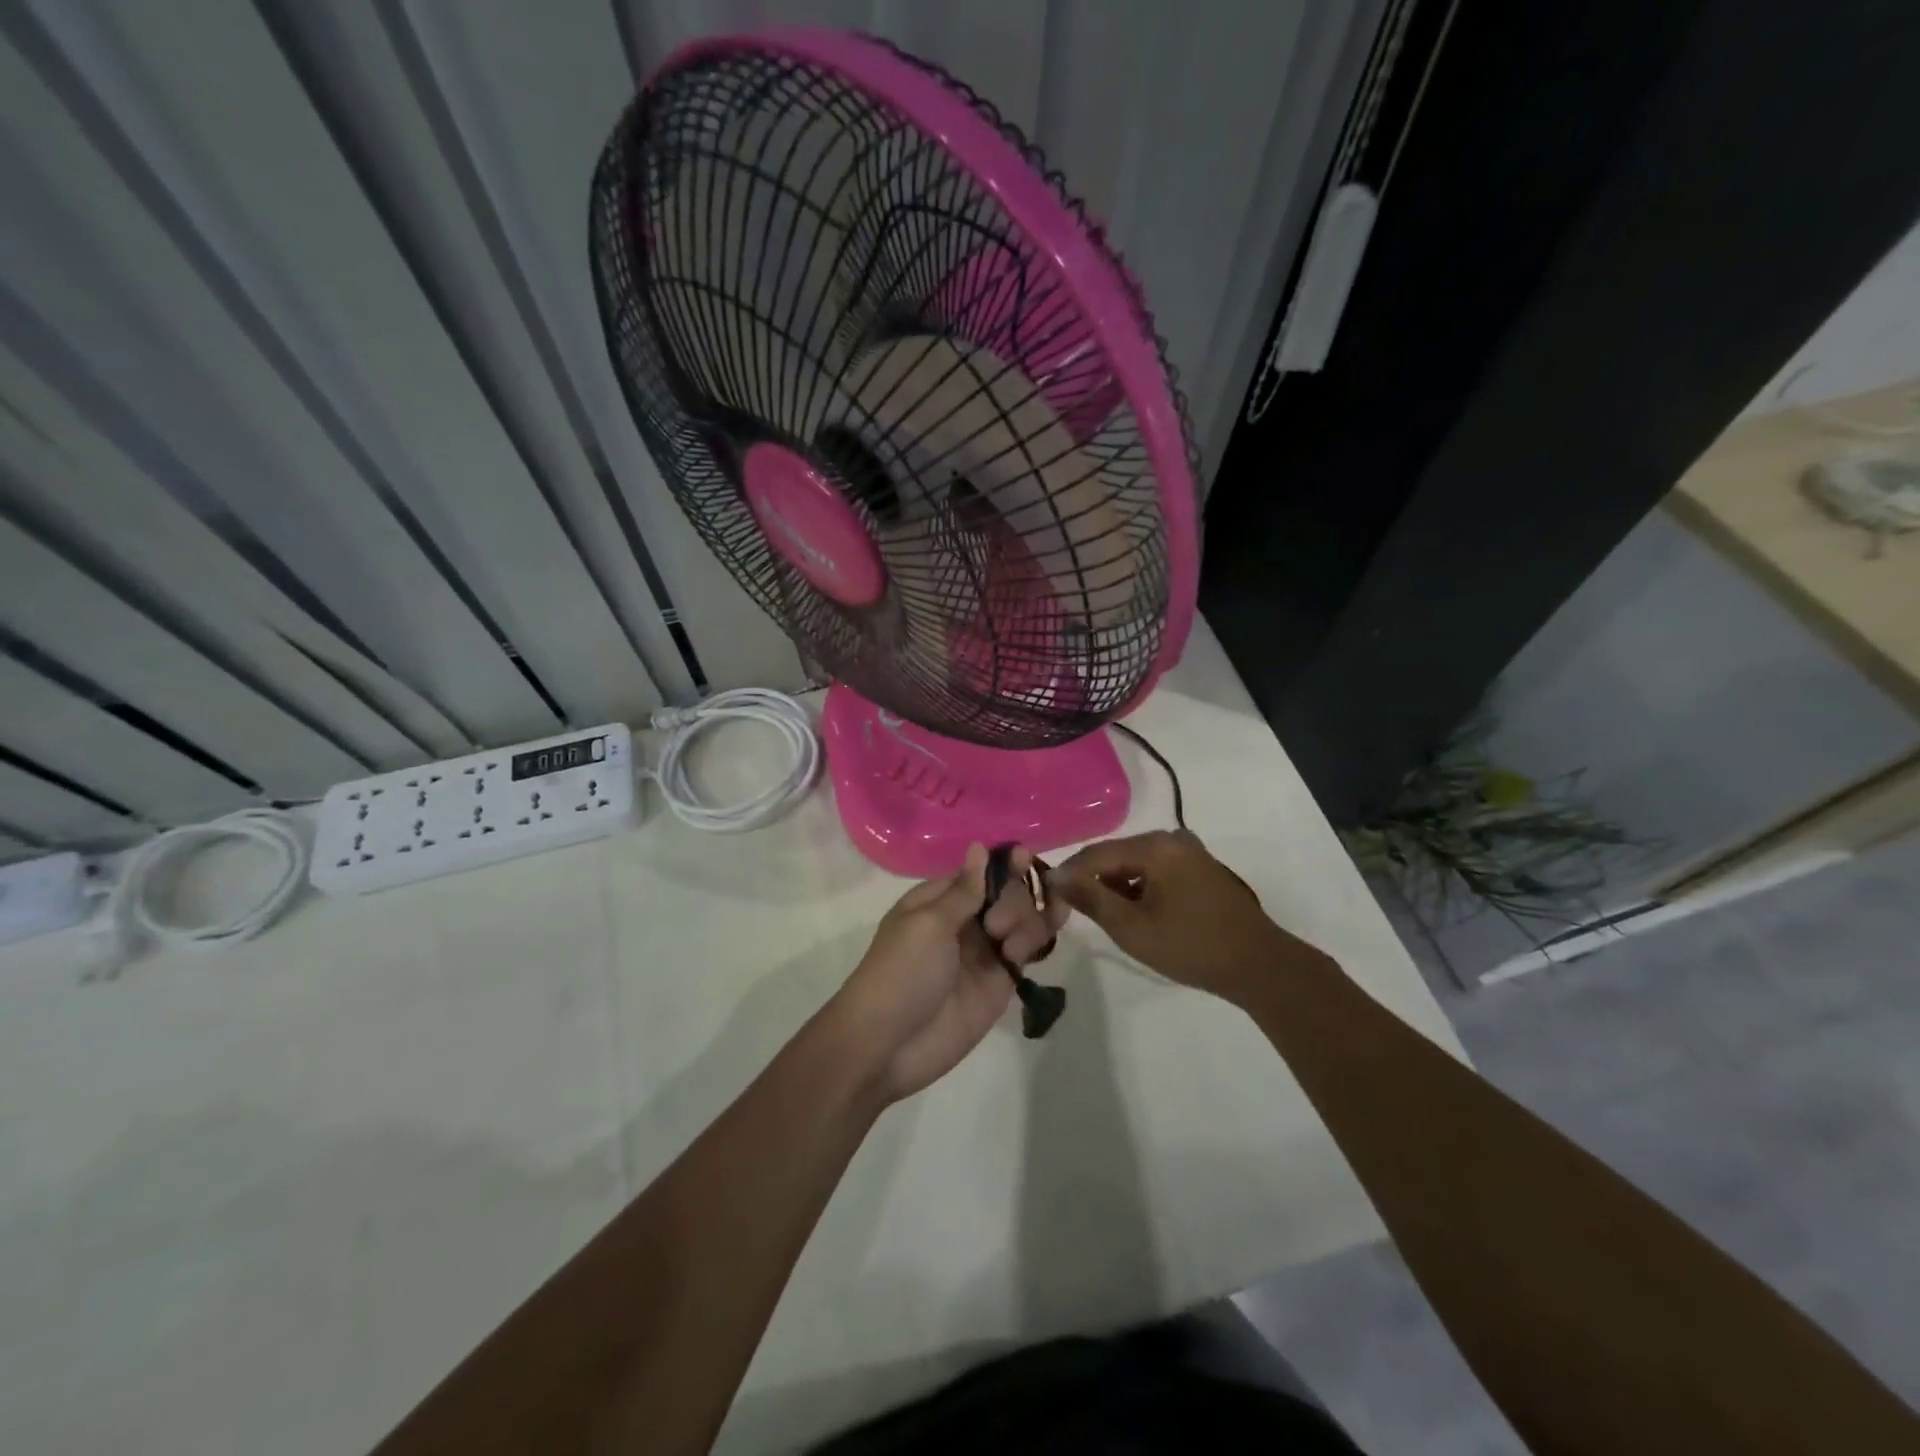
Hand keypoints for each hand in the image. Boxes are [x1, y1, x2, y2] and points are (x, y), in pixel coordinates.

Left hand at [832, 844, 1068, 1101]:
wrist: (887, 1045)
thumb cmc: (901, 972)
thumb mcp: (928, 923)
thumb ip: (964, 889)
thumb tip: (977, 845)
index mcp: (938, 901)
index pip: (980, 872)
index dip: (1004, 864)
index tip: (1025, 857)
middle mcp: (963, 922)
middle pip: (1007, 894)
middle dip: (1013, 900)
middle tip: (994, 927)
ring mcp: (983, 953)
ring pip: (1022, 920)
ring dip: (1028, 920)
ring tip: (1010, 948)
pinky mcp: (999, 983)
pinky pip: (1027, 952)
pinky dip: (1039, 938)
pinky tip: (1052, 926)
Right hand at [1055, 830, 1312, 997]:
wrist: (1259, 964)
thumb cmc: (1190, 945)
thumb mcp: (1131, 927)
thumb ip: (1091, 898)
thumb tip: (1056, 877)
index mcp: (1154, 846)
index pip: (1096, 854)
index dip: (1069, 873)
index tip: (1046, 894)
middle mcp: (1172, 839)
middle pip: (1117, 855)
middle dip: (1094, 880)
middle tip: (1073, 909)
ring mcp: (1190, 853)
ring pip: (1137, 864)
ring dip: (1117, 886)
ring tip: (1103, 916)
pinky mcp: (1201, 869)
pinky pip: (1157, 871)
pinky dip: (1141, 888)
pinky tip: (1136, 913)